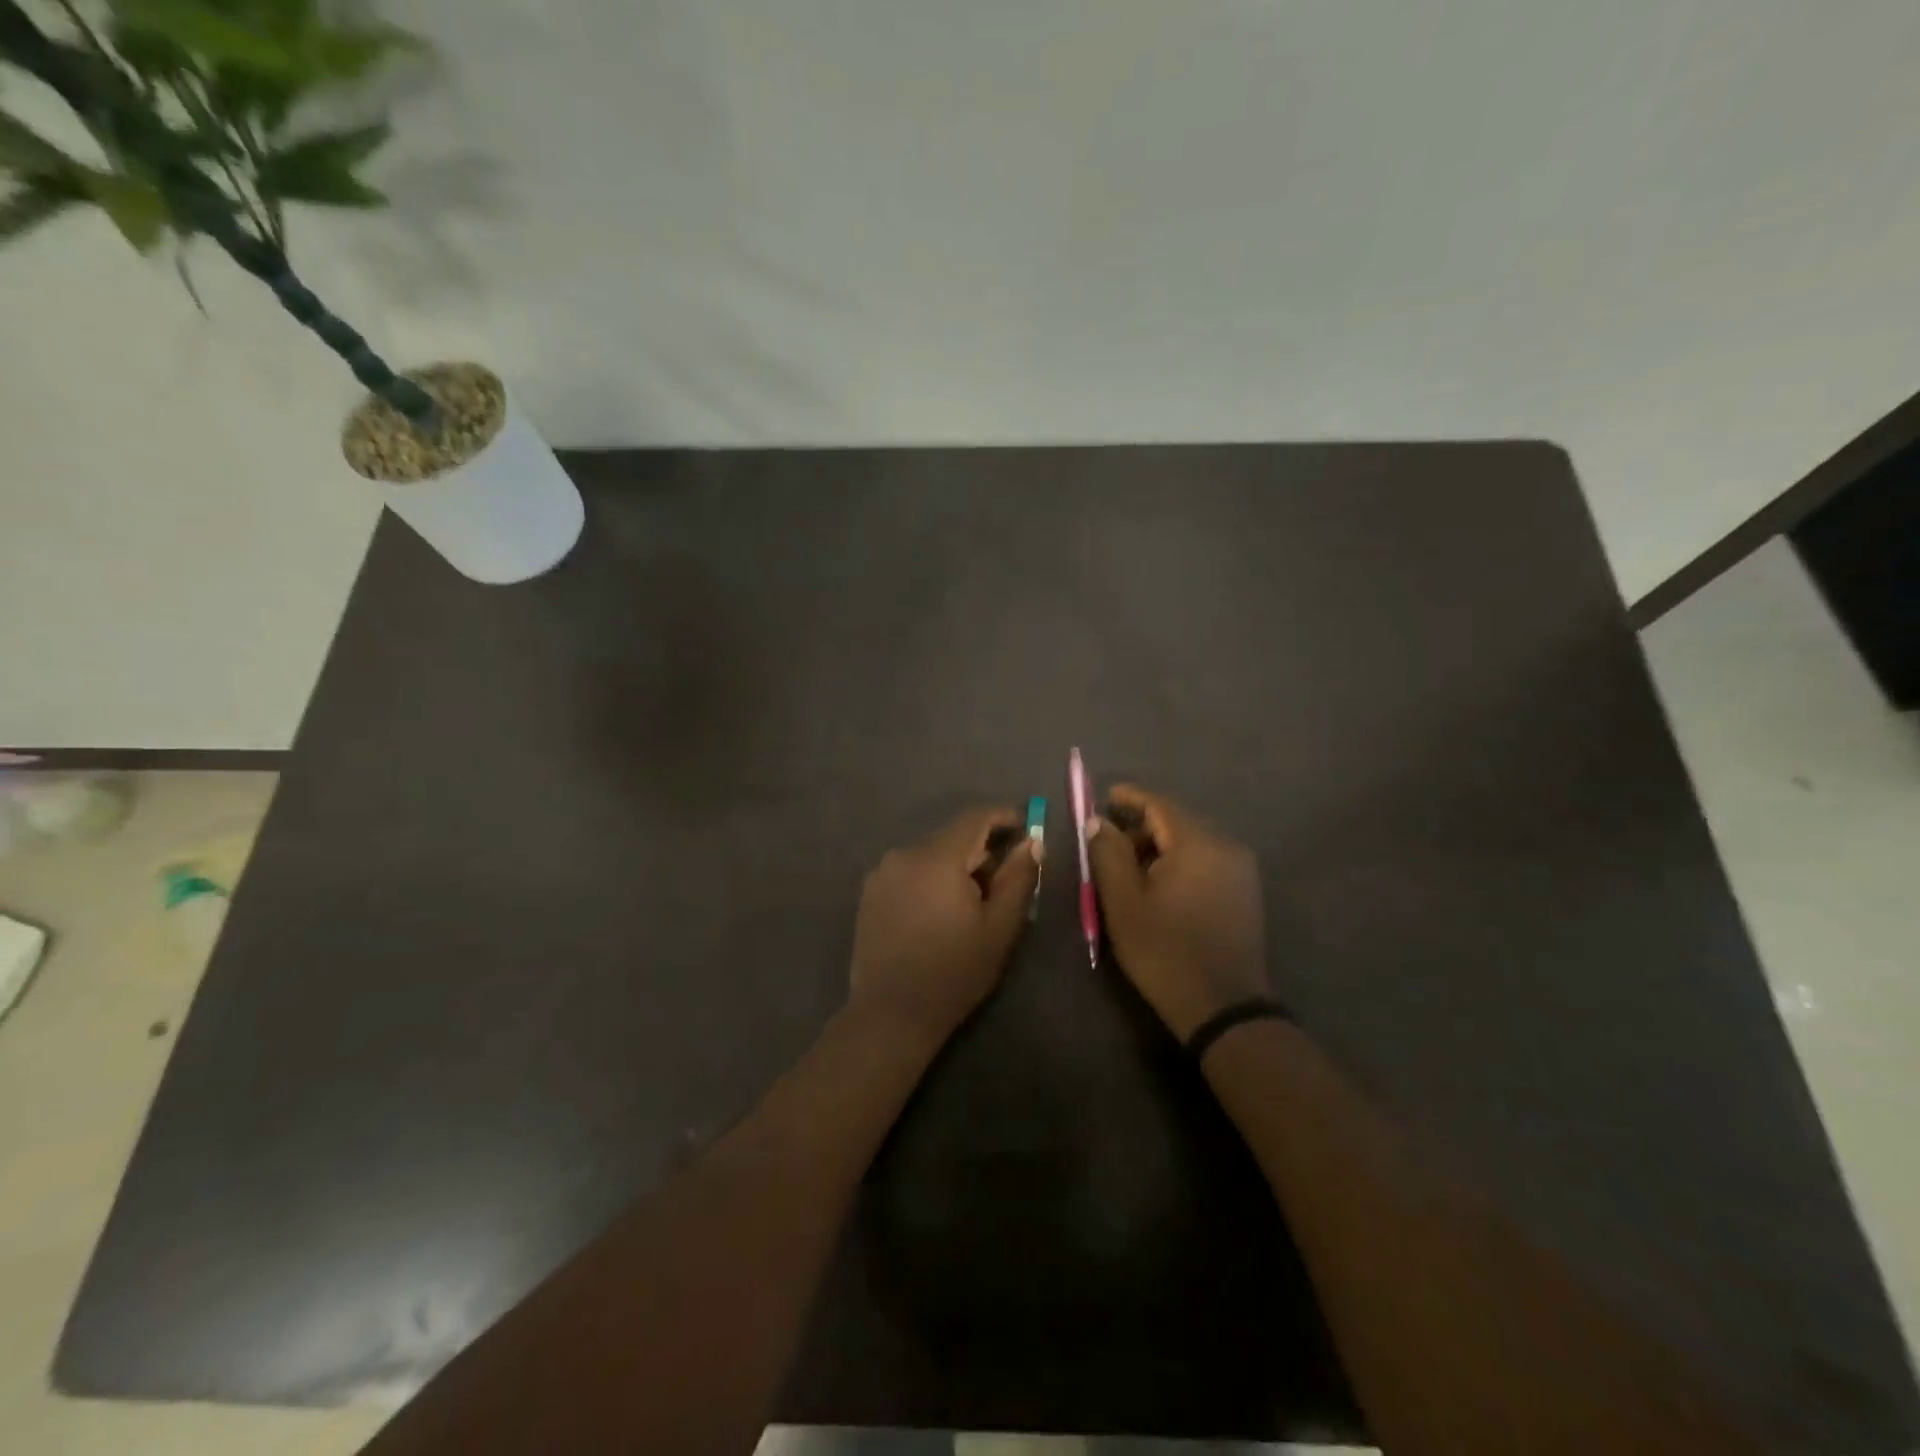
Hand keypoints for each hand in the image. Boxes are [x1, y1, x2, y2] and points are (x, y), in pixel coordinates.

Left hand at [849, 806, 1041, 1042]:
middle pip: (952, 836)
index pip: (975, 818)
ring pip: (930, 853)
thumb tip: (1031, 842)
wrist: (891, 1014)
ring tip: (970, 902)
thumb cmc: (954, 972)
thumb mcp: (999, 928)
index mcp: (937, 858)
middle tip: (1003, 879)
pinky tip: (938, 912)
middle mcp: (905, 854)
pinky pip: (910, 870)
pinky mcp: (870, 892)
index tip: (1025, 828)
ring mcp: (882, 872)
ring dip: (955, 865)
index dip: (1004, 817)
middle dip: (981, 849)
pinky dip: (931, 878)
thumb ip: (1018, 878)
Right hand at [1085, 784, 1268, 1040]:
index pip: (1159, 804)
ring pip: (1192, 840)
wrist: (1223, 1008)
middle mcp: (1226, 846)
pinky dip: (1180, 860)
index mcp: (1197, 843)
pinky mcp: (1245, 890)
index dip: (1129, 798)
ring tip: (1130, 869)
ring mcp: (1241, 869)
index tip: (1104, 798)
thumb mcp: (1124, 903)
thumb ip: (1108, 854)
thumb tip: (1099, 822)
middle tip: (1109, 843)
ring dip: (1160, 845)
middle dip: (1142, 825)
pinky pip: (1207, 859)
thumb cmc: (1165, 951)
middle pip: (1177, 820)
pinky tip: (1160, 884)